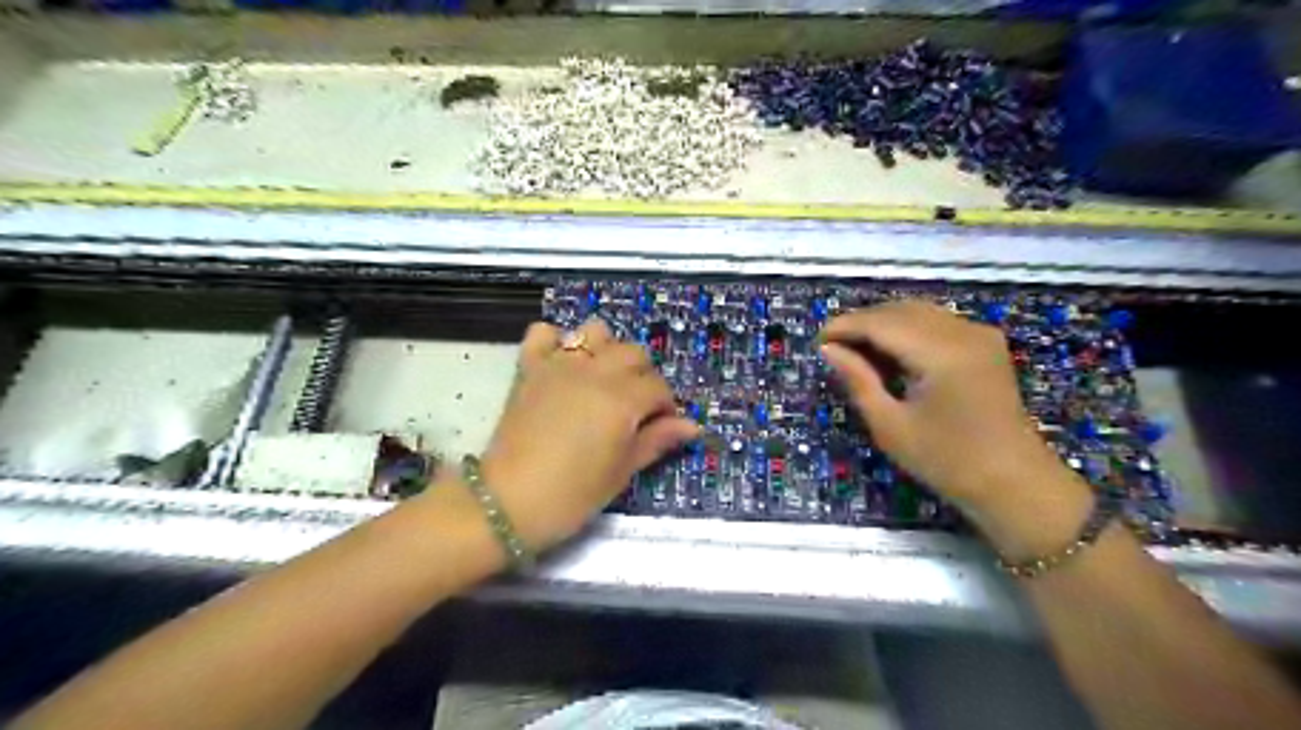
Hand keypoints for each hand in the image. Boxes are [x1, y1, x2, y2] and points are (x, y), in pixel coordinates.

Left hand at [478, 316, 702, 549]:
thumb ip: (657, 441)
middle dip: (643, 376)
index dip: (665, 407)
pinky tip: (562, 365)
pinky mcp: (530, 368)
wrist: (508, 502)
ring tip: (603, 379)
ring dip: (606, 349)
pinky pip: (543, 333)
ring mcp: (559, 365)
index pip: (658, 388)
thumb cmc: (573, 494)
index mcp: (622, 399)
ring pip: (595, 332)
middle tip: (635, 406)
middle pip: (634, 353)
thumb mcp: (622, 472)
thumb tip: (691, 426)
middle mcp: (595, 372)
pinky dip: (556, 341)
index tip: (660, 426)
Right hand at [821, 299, 1076, 515]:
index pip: (881, 323)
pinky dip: (908, 329)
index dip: (845, 326)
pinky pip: (937, 322)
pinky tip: (891, 351)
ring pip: (918, 311)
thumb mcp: (890, 426)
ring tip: (856, 349)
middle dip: (862, 323)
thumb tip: (828, 350)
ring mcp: (979, 334)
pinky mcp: (985, 342)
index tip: (817, 341)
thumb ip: (858, 380)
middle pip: (900, 310)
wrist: (1014, 482)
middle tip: (833, 347)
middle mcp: (963, 331)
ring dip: (884, 324)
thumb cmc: (946, 461)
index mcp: (941, 353)